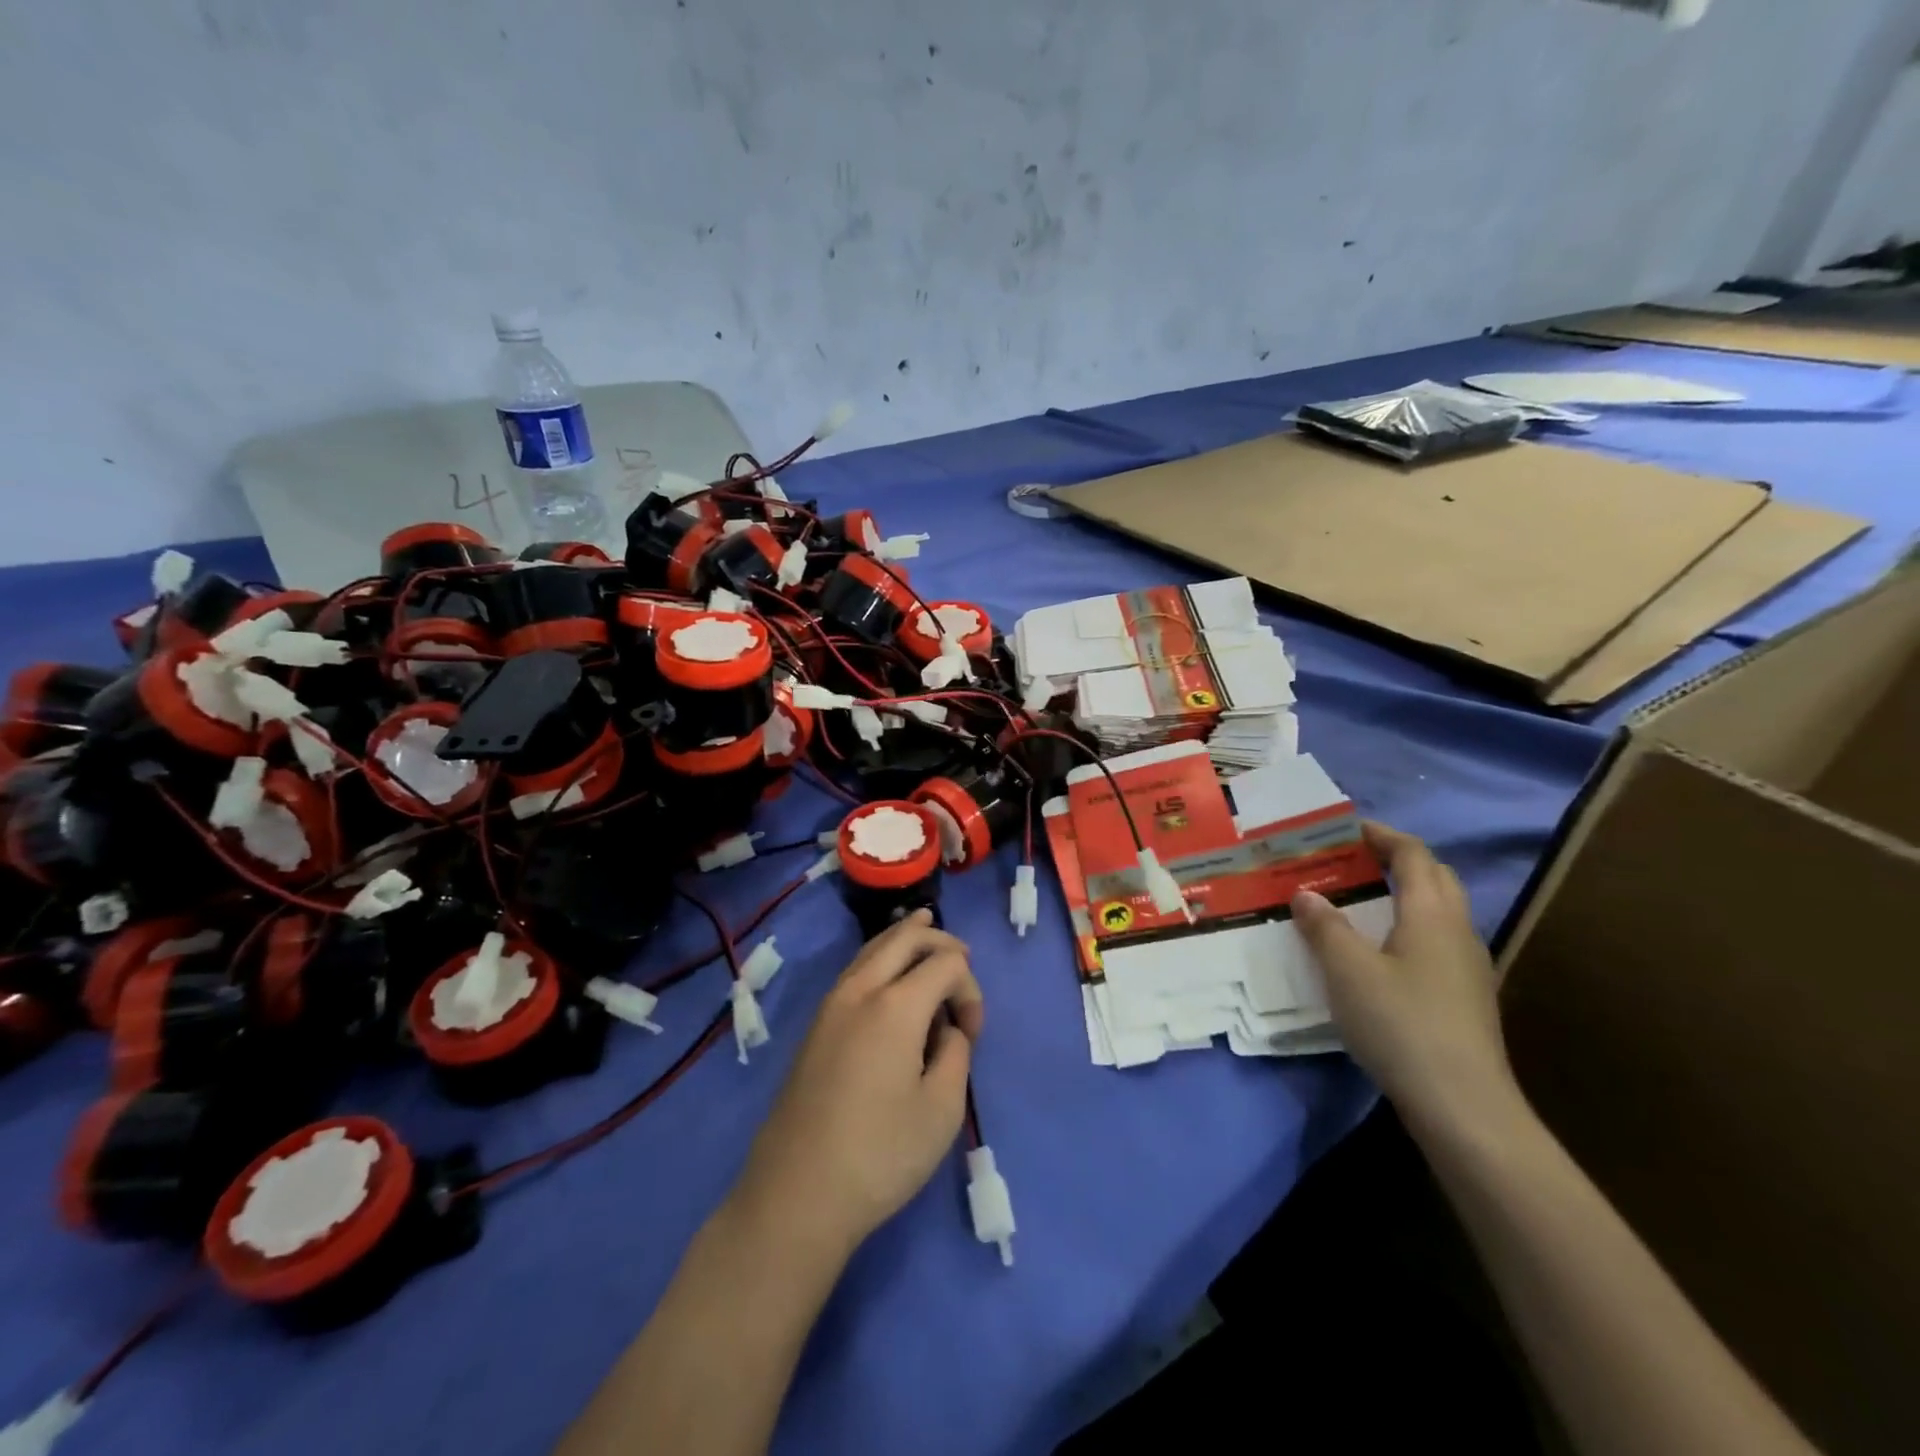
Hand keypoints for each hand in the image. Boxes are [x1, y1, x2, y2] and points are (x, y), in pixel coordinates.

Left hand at [730, 911, 983, 1259]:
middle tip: (963, 955)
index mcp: (896, 1005)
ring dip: (904, 938)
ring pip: (873, 947)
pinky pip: (856, 969)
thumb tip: (946, 1031)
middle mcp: (860, 990)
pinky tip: (889, 970)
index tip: (971, 1036)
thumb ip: (956, 1053)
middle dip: (938, 939)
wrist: (797, 1193)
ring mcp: (831, 1004)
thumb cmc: (880, 1154)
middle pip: (904, 937)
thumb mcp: (942, 1109)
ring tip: (926, 929)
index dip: (970, 990)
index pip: (947, 964)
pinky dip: (880, 956)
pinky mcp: (816, 1026)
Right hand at [1291, 822, 1518, 1138]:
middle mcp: (1458, 931)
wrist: (1463, 1106)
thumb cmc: (1401, 1023)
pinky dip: (1407, 929)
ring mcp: (1468, 967)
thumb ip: (1325, 926)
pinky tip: (1379, 954)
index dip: (1382, 835)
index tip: (1348, 829)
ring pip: (1438, 912)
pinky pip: (1435, 942)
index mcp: (1432, 913)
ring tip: (1358, 903)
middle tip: (1352, 862)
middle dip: (1396, 861)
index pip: (1413, 854)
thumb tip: (1306, 894)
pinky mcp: (1466, 998)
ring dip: (1403, 896)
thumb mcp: (1347, 970)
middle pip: (1435, 878)